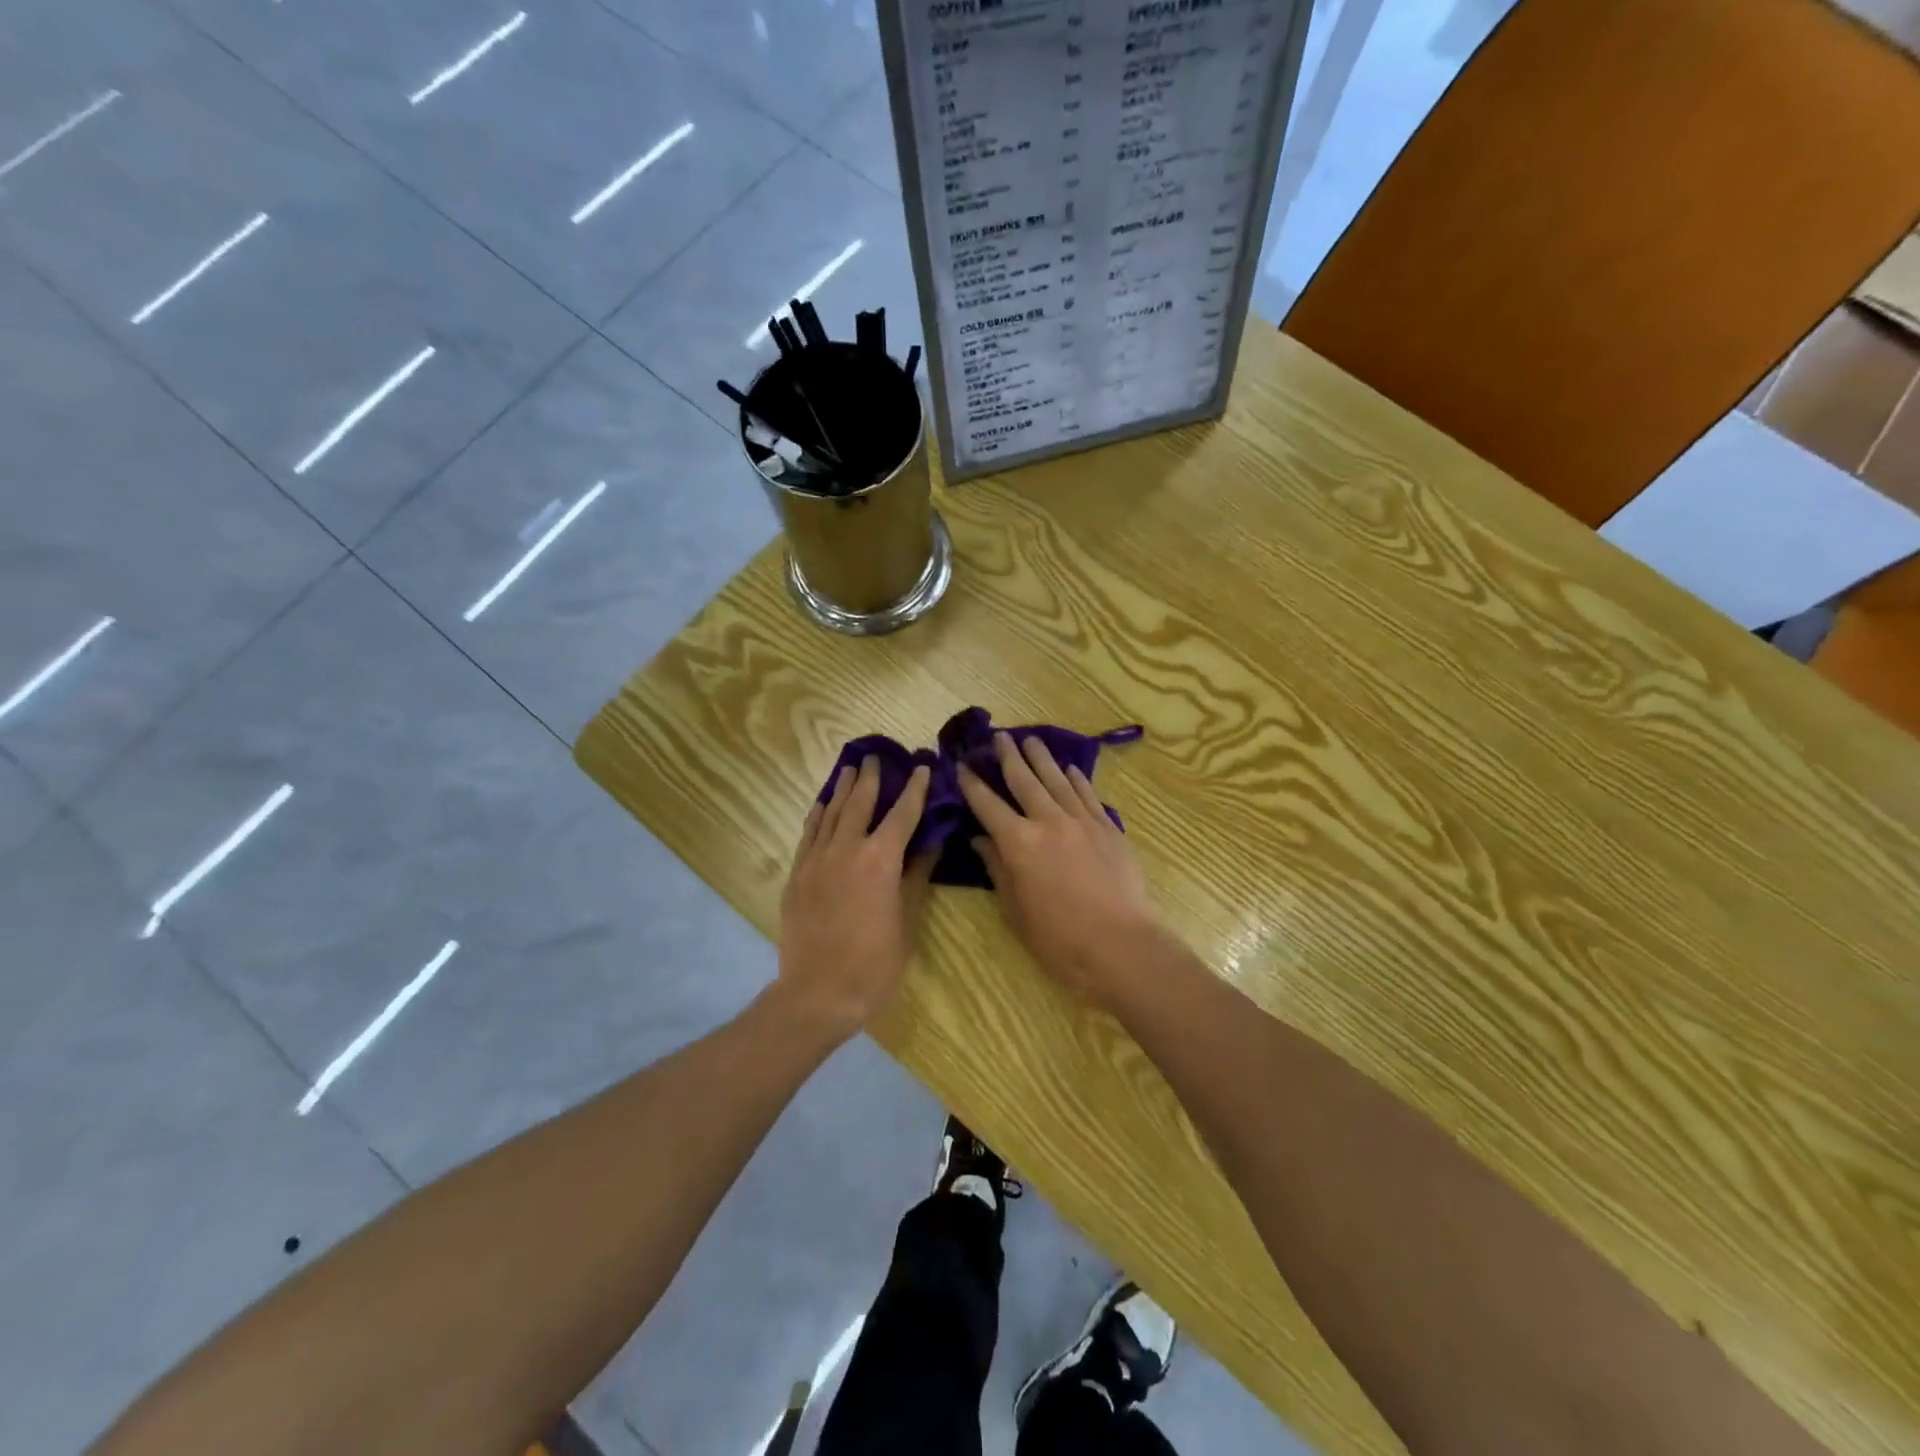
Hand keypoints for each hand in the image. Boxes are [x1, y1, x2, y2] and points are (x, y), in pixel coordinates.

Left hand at [776, 756, 934, 1040]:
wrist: (818, 994)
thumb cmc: (874, 964)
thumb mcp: (906, 920)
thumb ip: (917, 876)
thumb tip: (931, 842)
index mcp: (880, 860)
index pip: (902, 814)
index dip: (914, 790)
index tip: (921, 767)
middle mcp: (847, 849)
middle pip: (860, 803)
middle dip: (871, 778)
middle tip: (877, 757)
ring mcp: (817, 860)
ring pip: (831, 813)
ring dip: (842, 788)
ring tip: (850, 768)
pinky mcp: (797, 874)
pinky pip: (808, 833)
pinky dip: (817, 813)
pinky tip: (822, 803)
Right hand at [958, 732, 1168, 1010]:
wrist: (1121, 945)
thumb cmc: (1059, 938)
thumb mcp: (1015, 910)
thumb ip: (997, 869)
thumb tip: (981, 840)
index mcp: (1019, 843)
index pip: (988, 804)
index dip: (972, 784)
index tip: (962, 766)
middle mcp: (1048, 821)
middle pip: (1024, 780)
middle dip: (1008, 756)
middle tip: (999, 736)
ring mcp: (1082, 821)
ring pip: (1057, 780)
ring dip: (1042, 758)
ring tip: (1031, 740)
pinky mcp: (1108, 828)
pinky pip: (1088, 795)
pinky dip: (1076, 779)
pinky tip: (1069, 769)